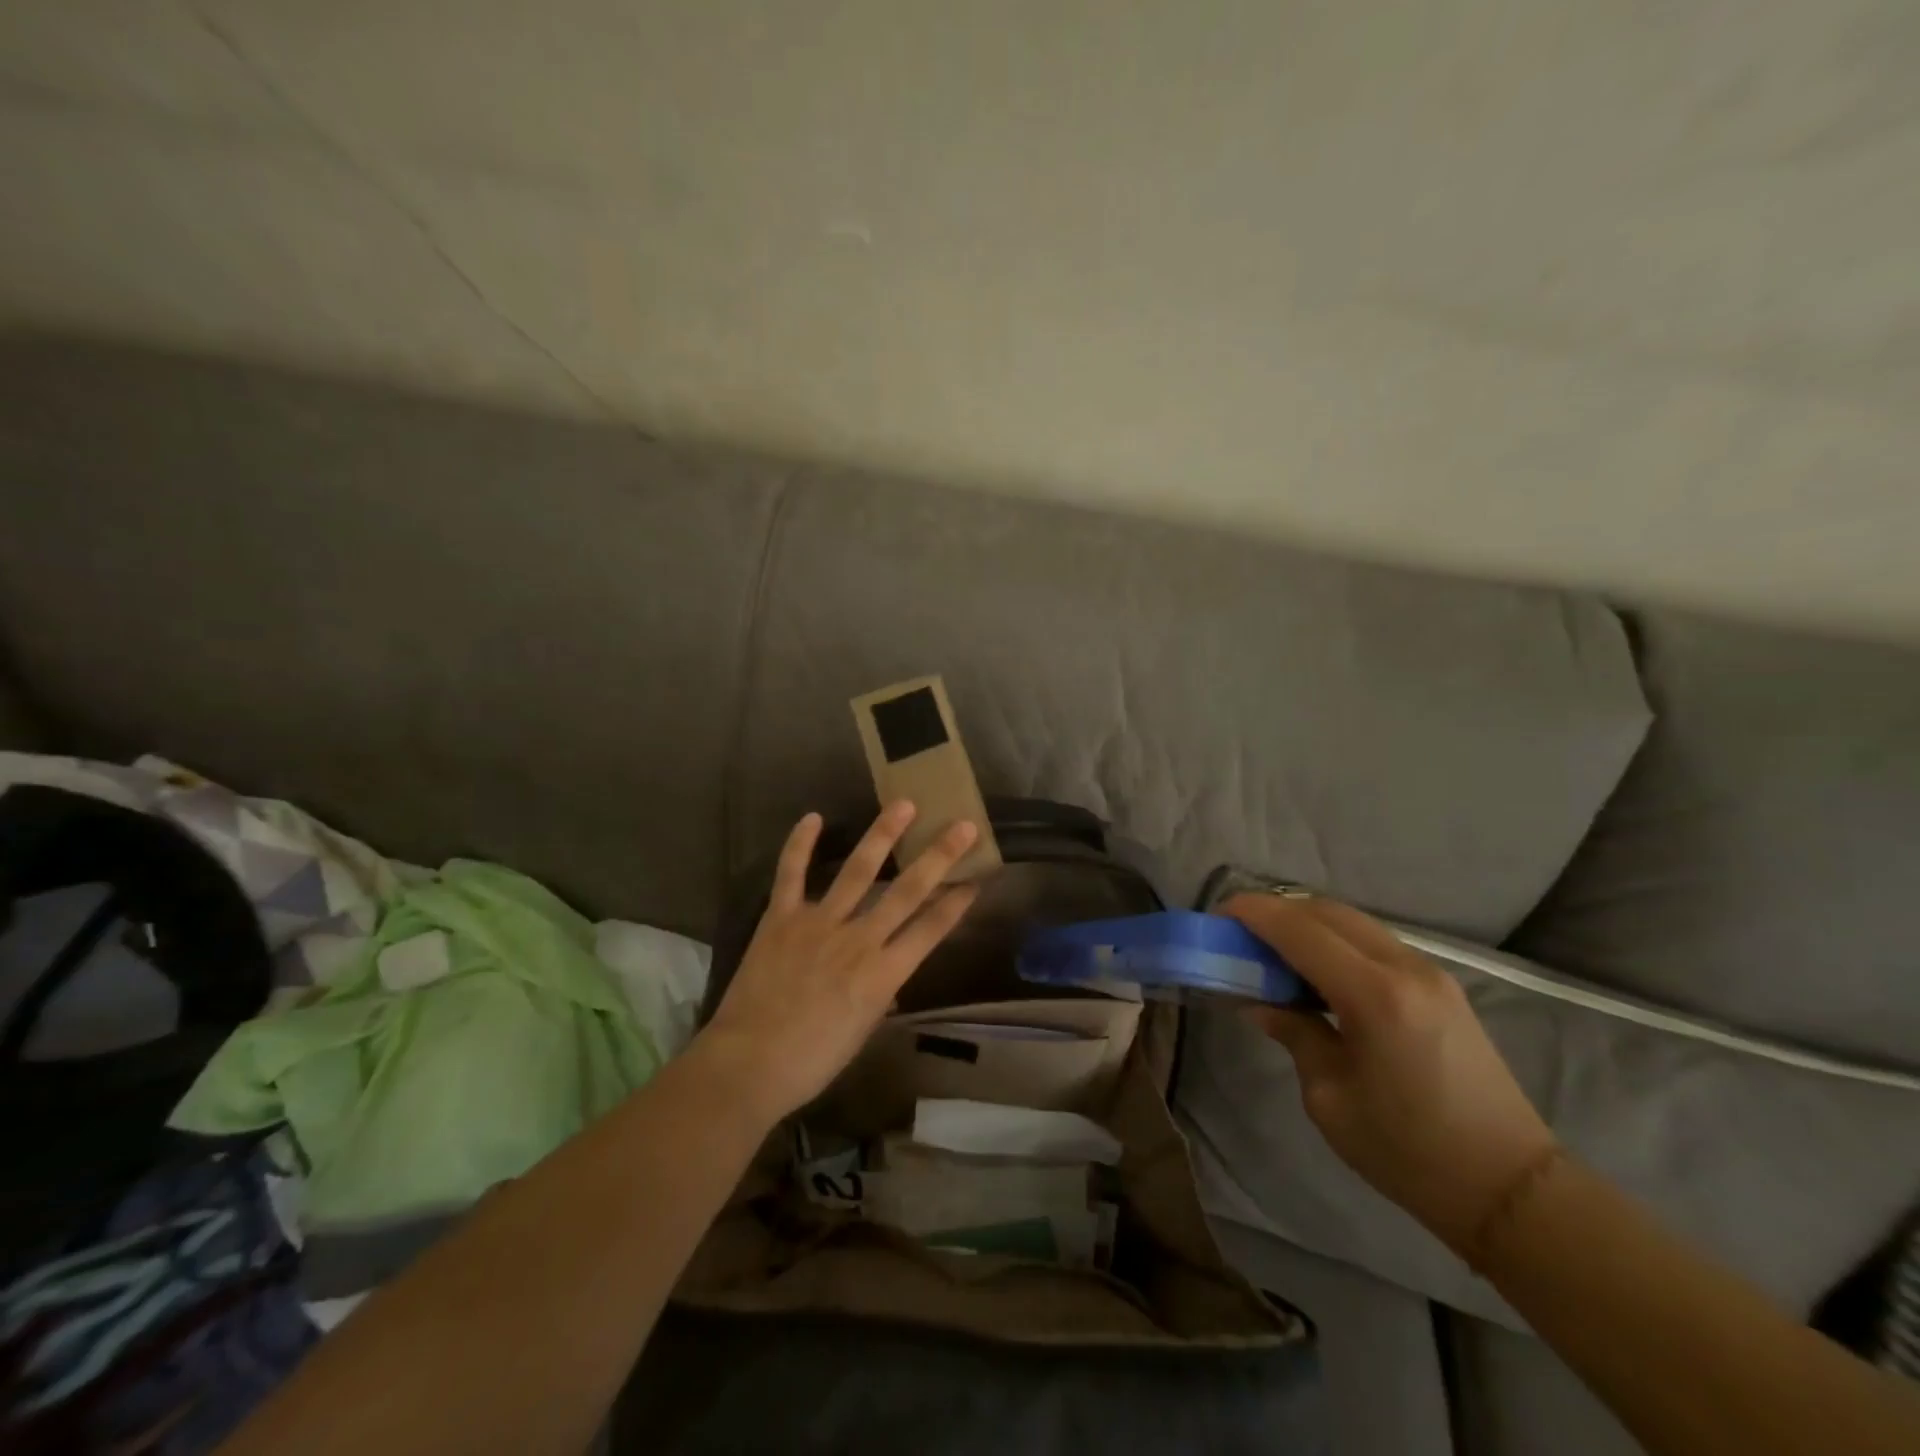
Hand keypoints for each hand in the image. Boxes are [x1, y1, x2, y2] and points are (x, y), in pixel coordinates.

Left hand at [695, 802, 980, 1127]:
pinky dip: (800, 845)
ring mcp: (819, 923)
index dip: (956, 903)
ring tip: (903, 804)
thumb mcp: (862, 1031)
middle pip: (907, 892)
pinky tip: (812, 817)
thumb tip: (890, 974)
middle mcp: (858, 940)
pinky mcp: (781, 918)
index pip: (931, 930)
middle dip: (938, 857)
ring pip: (857, 871)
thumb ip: (879, 993)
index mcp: (883, 974)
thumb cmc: (812, 1060)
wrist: (749, 1064)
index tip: (976, 879)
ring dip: (882, 835)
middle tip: (961, 826)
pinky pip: (791, 874)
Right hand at [1222, 892, 1558, 1255]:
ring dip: (1306, 924)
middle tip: (1239, 933)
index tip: (1218, 914)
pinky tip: (1316, 969)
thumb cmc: (1409, 1153)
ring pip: (1351, 921)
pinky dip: (1334, 939)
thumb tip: (1261, 1001)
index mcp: (1375, 996)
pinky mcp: (1440, 984)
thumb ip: (1294, 1033)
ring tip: (1271, 950)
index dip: (1253, 914)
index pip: (1299, 930)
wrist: (1511, 1187)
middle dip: (1276, 911)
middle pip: (1326, 911)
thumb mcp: (1330, 1098)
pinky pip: (1373, 941)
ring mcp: (1430, 972)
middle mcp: (1405, 968)